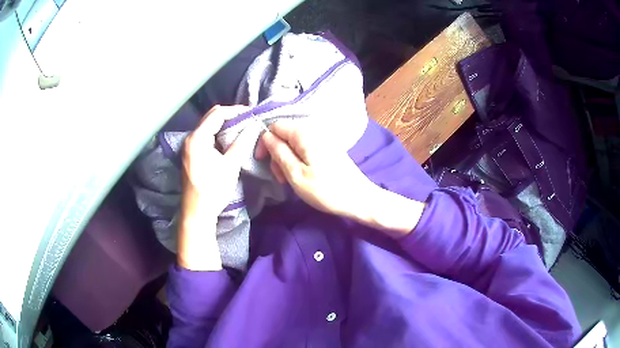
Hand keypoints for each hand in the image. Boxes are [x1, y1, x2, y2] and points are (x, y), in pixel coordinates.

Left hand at [181, 105, 254, 219]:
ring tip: (242, 127)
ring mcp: (189, 146)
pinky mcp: (191, 154)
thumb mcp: (230, 165)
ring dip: (224, 125)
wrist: (197, 212)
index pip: (217, 114)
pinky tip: (229, 139)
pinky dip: (218, 134)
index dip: (235, 111)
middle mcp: (190, 138)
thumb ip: (242, 142)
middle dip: (230, 115)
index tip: (251, 113)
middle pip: (211, 117)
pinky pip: (205, 136)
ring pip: (208, 126)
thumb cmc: (213, 190)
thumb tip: (254, 125)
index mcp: (197, 138)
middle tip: (248, 119)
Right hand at [255, 120, 425, 237]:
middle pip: (284, 135)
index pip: (275, 126)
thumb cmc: (325, 189)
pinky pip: (305, 150)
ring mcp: (322, 140)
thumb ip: (279, 152)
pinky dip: (298, 162)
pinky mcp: (328, 149)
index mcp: (304, 134)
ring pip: (294, 144)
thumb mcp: (296, 174)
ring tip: (290, 181)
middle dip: (276, 154)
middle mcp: (313, 131)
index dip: (265, 142)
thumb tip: (266, 136)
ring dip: (286, 161)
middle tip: (279, 177)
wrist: (359, 199)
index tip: (261, 161)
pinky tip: (301, 177)